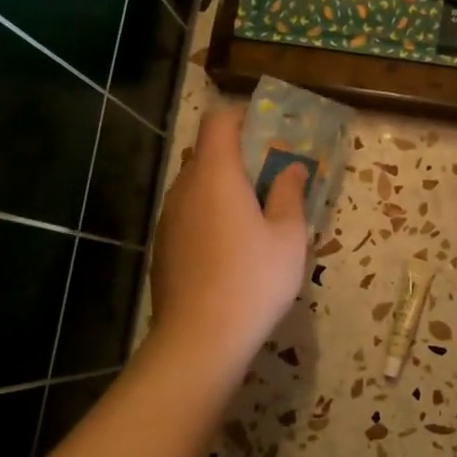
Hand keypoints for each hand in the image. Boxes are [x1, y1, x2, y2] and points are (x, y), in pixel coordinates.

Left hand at [148, 105, 309, 373]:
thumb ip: (290, 194)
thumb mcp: (288, 236)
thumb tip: (293, 168)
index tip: (269, 130)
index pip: (218, 122)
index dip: (242, 117)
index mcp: (216, 175)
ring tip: (255, 214)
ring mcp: (168, 218)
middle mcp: (184, 188)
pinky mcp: (163, 246)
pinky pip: (188, 214)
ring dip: (224, 187)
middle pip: (206, 153)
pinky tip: (231, 247)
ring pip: (196, 186)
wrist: (199, 339)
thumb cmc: (253, 279)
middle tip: (272, 175)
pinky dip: (209, 214)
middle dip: (239, 156)